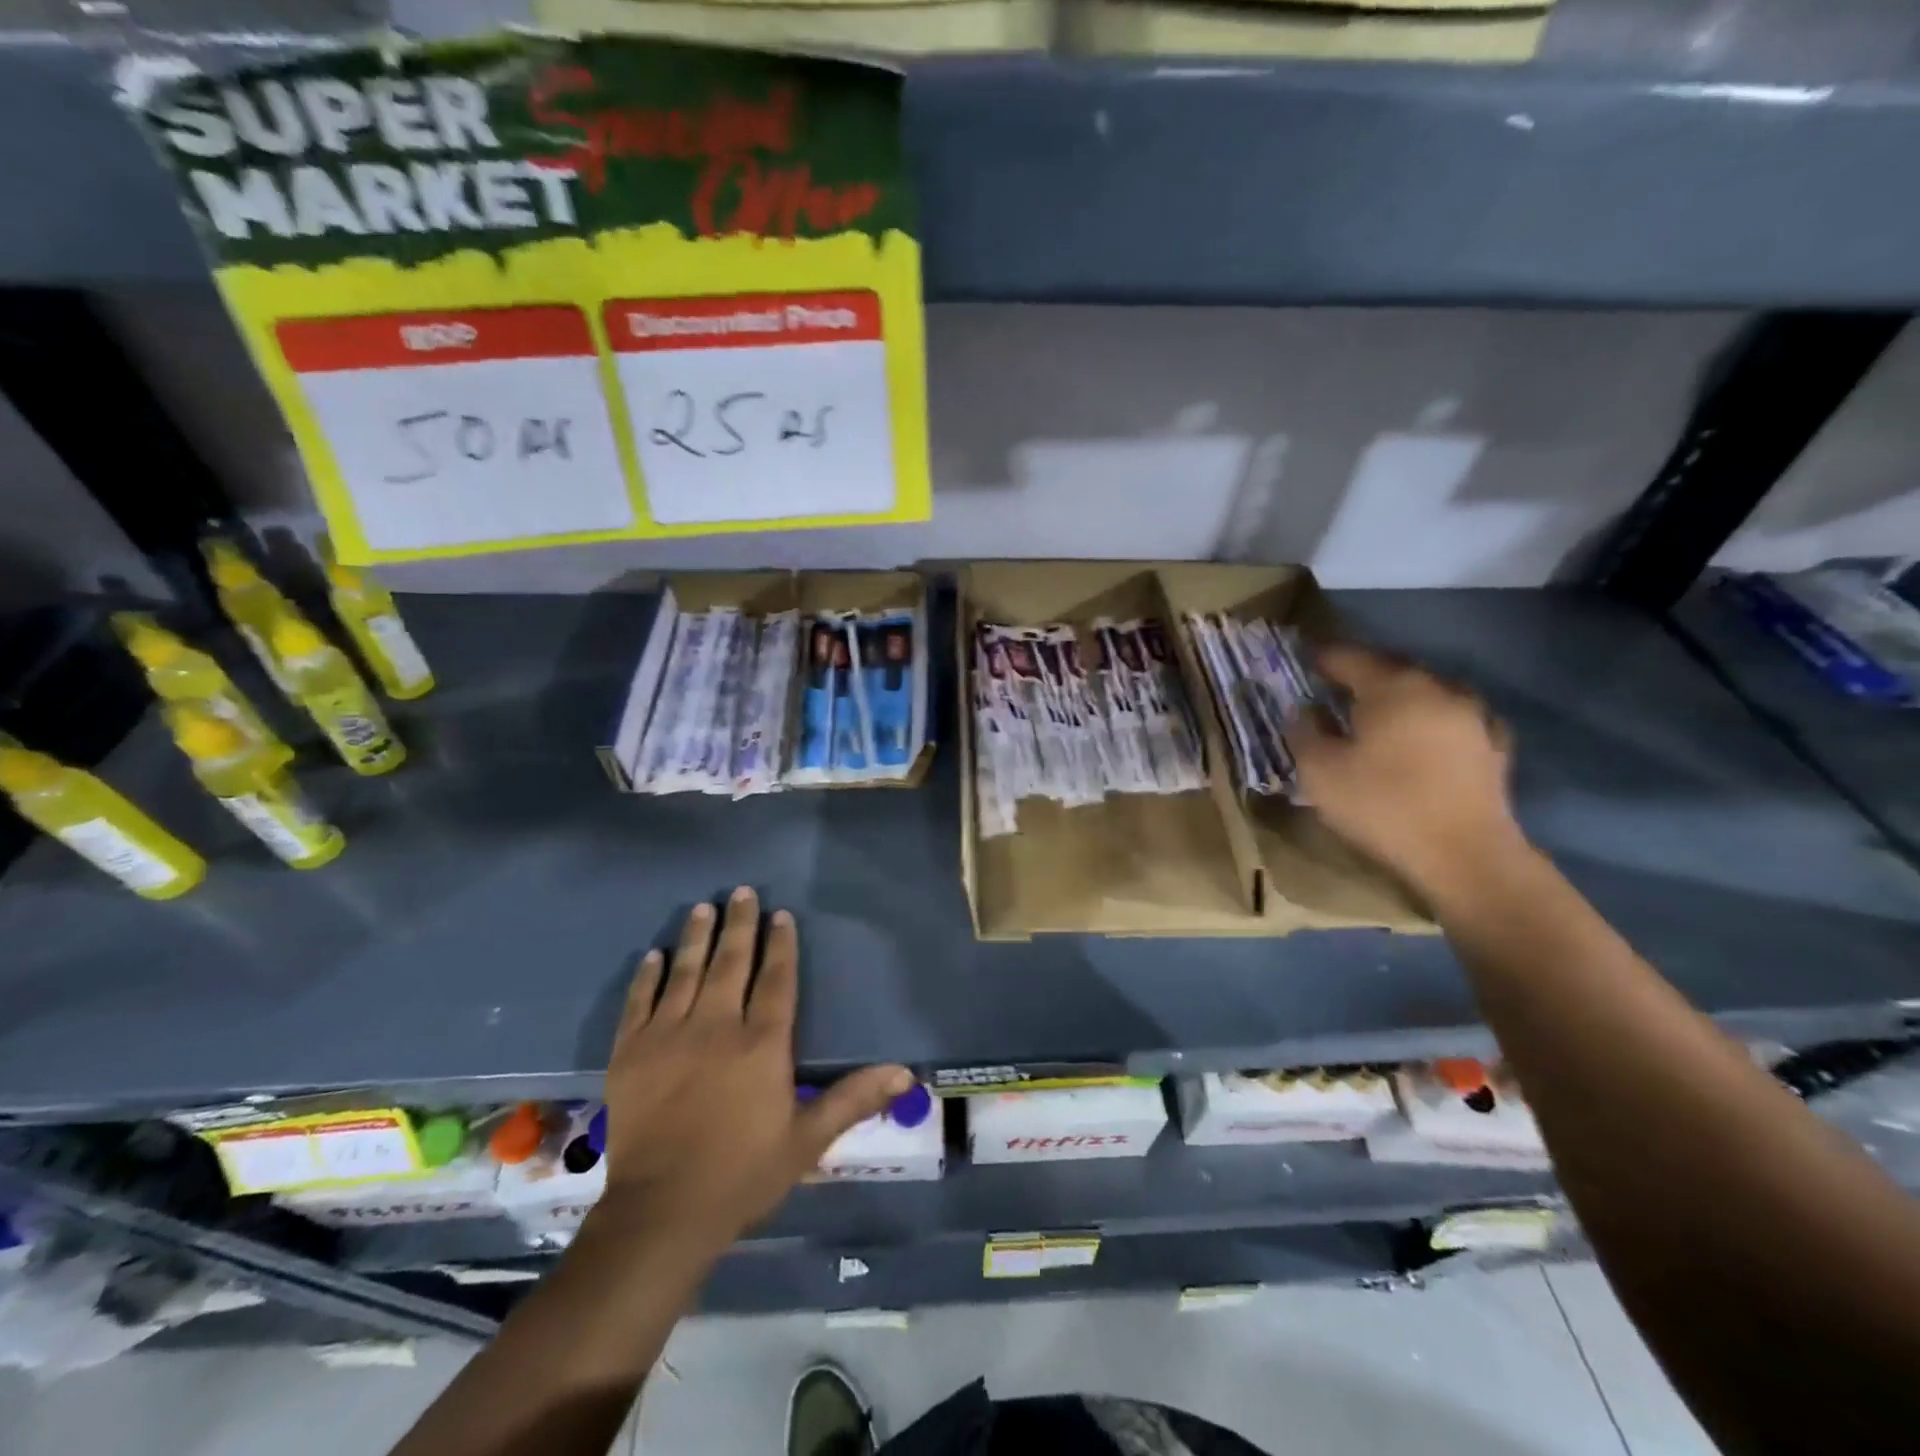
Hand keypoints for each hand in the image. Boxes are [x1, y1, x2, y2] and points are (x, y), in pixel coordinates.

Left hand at [594, 886, 912, 1253]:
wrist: (661, 1213)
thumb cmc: (743, 1174)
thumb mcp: (807, 1139)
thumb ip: (853, 1098)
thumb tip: (906, 1073)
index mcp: (761, 1044)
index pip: (776, 979)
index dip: (781, 944)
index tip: (781, 915)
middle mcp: (716, 1026)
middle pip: (731, 963)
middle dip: (739, 925)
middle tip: (741, 891)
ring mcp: (668, 1036)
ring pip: (686, 972)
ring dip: (697, 937)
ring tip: (703, 908)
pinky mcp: (630, 1053)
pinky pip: (639, 1002)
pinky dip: (647, 976)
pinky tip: (655, 955)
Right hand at [1285, 644, 1525, 899]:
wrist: (1465, 855)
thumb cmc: (1382, 806)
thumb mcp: (1319, 771)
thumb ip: (1304, 732)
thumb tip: (1301, 710)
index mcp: (1392, 687)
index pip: (1348, 657)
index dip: (1320, 657)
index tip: (1301, 660)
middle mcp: (1437, 688)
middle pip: (1391, 668)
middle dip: (1360, 674)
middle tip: (1333, 687)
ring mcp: (1473, 716)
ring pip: (1426, 691)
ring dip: (1399, 696)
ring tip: (1378, 713)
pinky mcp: (1493, 746)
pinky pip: (1455, 719)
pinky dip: (1434, 720)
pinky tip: (1427, 736)